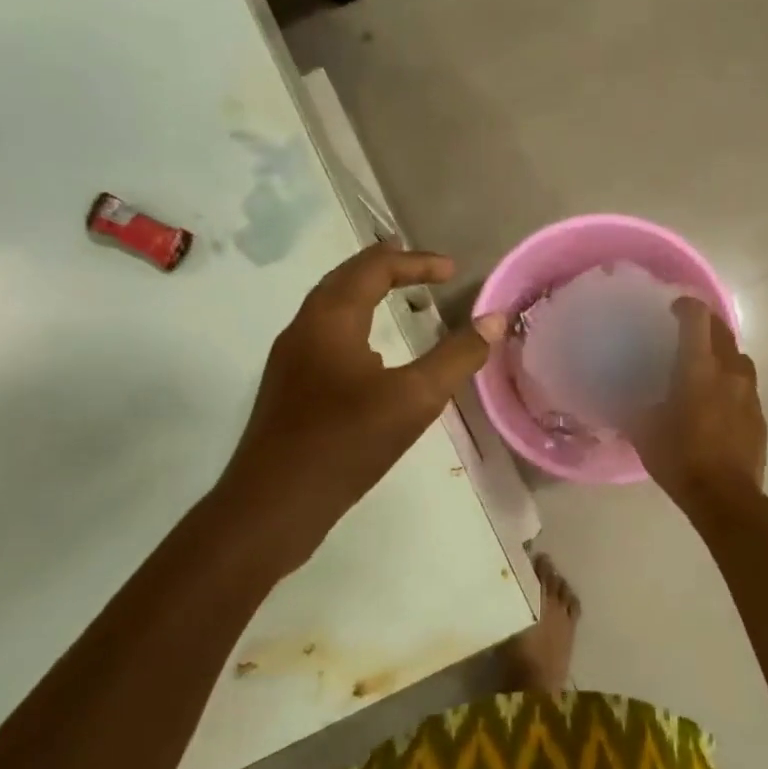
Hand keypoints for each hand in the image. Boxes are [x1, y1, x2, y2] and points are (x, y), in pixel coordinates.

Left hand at [221, 245, 505, 525]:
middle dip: (388, 268)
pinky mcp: (290, 388)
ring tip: (403, 302)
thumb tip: (495, 319)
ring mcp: (291, 359)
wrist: (272, 506)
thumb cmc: (345, 443)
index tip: (453, 271)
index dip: (417, 262)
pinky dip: (357, 326)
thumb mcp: (414, 399)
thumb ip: (457, 357)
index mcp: (330, 318)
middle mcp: (304, 327)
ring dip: (369, 296)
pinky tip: (375, 359)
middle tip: (426, 271)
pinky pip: (327, 337)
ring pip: (332, 308)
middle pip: (347, 278)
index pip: (375, 267)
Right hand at [632, 298, 766, 516]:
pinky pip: (746, 387)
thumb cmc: (680, 458)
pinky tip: (719, 403)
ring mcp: (749, 393)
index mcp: (698, 368)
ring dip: (723, 354)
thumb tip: (626, 399)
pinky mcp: (760, 415)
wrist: (726, 497)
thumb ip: (636, 407)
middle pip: (723, 331)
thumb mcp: (644, 431)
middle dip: (706, 325)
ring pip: (739, 358)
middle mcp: (729, 371)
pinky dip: (732, 384)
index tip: (673, 309)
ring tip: (706, 368)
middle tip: (687, 333)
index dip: (685, 306)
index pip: (697, 318)